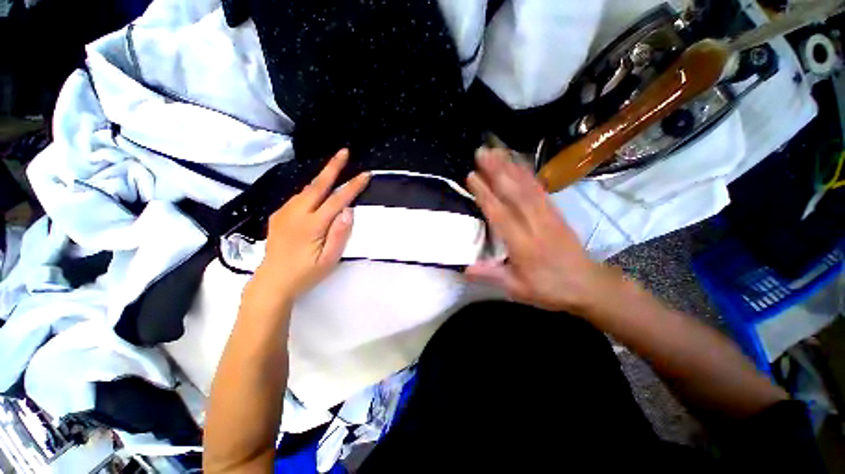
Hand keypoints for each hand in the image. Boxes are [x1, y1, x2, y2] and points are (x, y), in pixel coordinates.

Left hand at [253, 149, 369, 299]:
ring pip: (306, 189)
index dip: (352, 186)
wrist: (272, 282)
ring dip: (322, 177)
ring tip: (334, 168)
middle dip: (333, 167)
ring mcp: (284, 213)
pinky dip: (311, 189)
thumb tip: (348, 211)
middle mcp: (296, 214)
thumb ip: (339, 234)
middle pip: (318, 185)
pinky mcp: (278, 216)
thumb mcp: (329, 260)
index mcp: (312, 225)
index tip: (365, 175)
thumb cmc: (305, 274)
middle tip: (344, 152)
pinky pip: (297, 197)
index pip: (337, 200)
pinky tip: (317, 191)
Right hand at [465, 148, 618, 313]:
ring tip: (497, 150)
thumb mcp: (517, 289)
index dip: (485, 194)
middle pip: (514, 193)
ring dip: (511, 166)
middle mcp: (535, 225)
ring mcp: (548, 215)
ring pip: (527, 186)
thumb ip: (491, 275)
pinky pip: (541, 189)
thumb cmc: (549, 289)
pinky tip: (519, 163)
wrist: (588, 285)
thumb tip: (464, 268)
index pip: (500, 214)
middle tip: (481, 152)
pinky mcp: (556, 212)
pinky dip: (529, 174)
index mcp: (523, 245)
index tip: (471, 176)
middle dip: (497, 170)